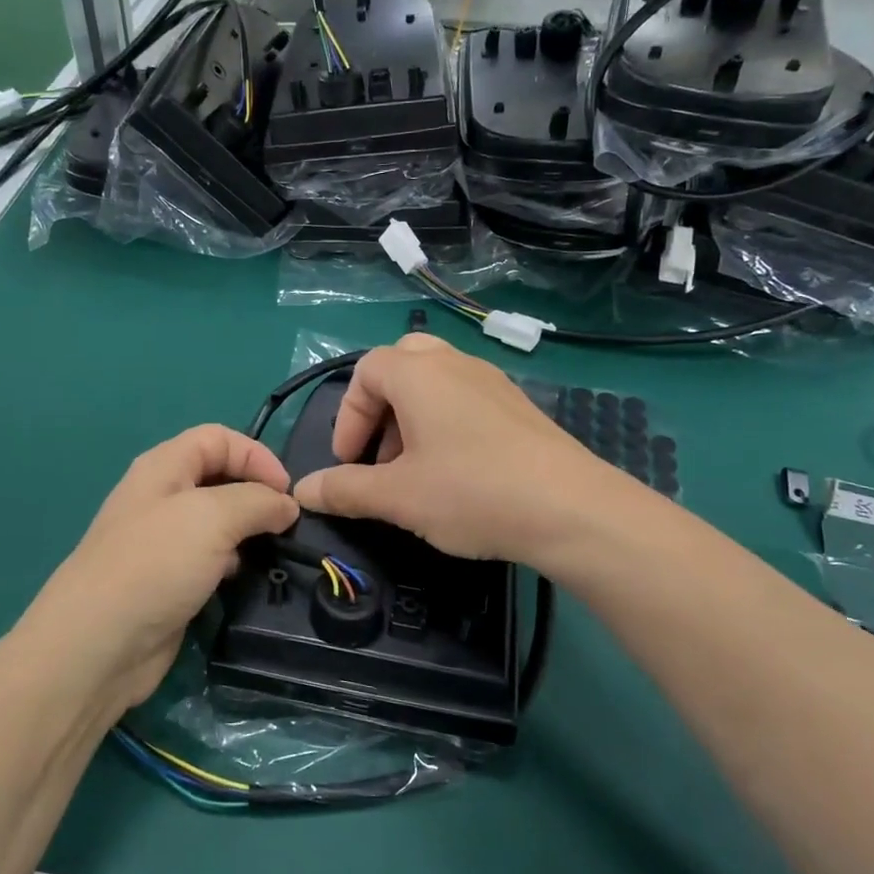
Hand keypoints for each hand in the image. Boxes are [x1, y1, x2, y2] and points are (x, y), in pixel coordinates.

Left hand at [18, 425, 298, 713]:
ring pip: (217, 522)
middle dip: (255, 494)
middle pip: (219, 477)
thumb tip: (286, 505)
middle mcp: (162, 497)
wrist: (99, 644)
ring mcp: (163, 541)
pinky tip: (241, 579)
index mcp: (164, 467)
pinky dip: (231, 563)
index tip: (287, 491)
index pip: (218, 438)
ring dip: (247, 532)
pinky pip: (209, 559)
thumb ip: (257, 502)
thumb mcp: (213, 517)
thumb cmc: (155, 564)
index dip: (256, 455)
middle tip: (285, 523)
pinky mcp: (168, 580)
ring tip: (271, 550)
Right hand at [291, 334, 646, 565]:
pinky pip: (466, 399)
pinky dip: (445, 424)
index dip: (347, 417)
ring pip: (436, 382)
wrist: (571, 509)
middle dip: (380, 409)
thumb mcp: (398, 496)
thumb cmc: (471, 492)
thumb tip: (301, 491)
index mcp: (419, 374)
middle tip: (380, 455)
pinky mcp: (518, 406)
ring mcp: (492, 382)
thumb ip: (345, 490)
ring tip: (414, 470)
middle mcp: (455, 364)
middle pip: (401, 365)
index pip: (365, 372)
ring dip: (411, 418)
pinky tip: (456, 473)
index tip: (347, 462)